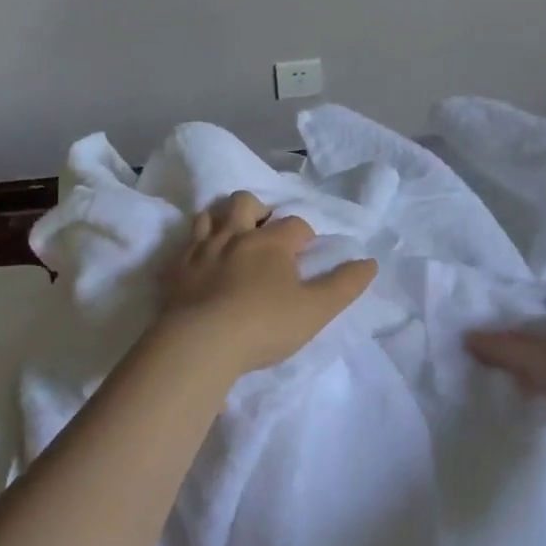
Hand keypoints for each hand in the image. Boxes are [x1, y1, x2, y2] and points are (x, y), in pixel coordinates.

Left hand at [161, 191, 378, 378]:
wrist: (199, 344)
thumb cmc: (265, 325)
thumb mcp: (316, 310)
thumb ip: (345, 285)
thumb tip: (371, 262)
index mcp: (272, 242)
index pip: (295, 224)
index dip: (304, 235)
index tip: (305, 254)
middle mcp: (235, 235)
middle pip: (246, 202)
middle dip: (259, 211)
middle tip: (265, 234)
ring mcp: (201, 250)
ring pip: (210, 216)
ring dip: (222, 221)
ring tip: (231, 241)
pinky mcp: (175, 269)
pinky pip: (182, 245)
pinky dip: (193, 247)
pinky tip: (199, 262)